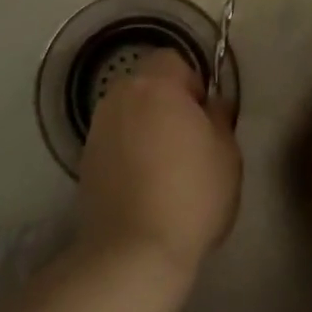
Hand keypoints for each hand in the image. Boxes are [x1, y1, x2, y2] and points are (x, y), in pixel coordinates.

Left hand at [76, 49, 241, 276]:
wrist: (133, 251)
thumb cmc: (191, 194)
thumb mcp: (227, 153)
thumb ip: (220, 117)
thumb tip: (211, 104)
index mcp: (155, 85)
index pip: (172, 59)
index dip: (191, 83)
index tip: (203, 117)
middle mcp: (119, 97)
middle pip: (146, 83)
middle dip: (165, 102)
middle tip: (187, 140)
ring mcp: (97, 128)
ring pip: (128, 112)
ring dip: (145, 126)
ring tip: (163, 165)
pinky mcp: (84, 160)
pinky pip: (114, 140)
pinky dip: (127, 151)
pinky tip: (141, 184)